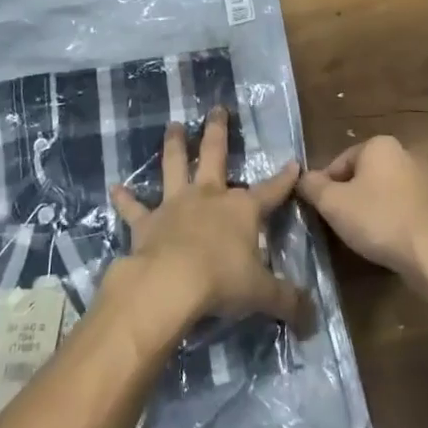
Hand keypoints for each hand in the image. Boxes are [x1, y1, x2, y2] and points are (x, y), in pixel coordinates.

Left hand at [108, 108, 313, 335]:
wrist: (169, 284)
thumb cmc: (222, 282)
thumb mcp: (263, 294)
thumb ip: (288, 302)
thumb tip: (313, 319)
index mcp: (242, 210)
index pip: (271, 191)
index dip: (284, 179)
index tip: (293, 162)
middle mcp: (209, 197)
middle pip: (215, 156)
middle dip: (218, 132)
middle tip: (216, 109)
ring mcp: (175, 206)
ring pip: (175, 166)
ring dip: (174, 145)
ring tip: (173, 125)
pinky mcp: (146, 223)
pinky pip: (133, 208)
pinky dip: (124, 199)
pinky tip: (114, 188)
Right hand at [298, 135, 427, 286]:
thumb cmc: (378, 219)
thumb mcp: (333, 203)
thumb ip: (312, 186)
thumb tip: (302, 178)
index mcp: (379, 145)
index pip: (338, 163)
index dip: (324, 188)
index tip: (320, 212)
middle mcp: (403, 153)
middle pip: (360, 175)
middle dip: (347, 198)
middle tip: (338, 224)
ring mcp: (422, 178)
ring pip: (380, 191)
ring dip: (367, 209)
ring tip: (360, 235)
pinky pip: (399, 206)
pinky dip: (388, 218)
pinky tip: (384, 239)